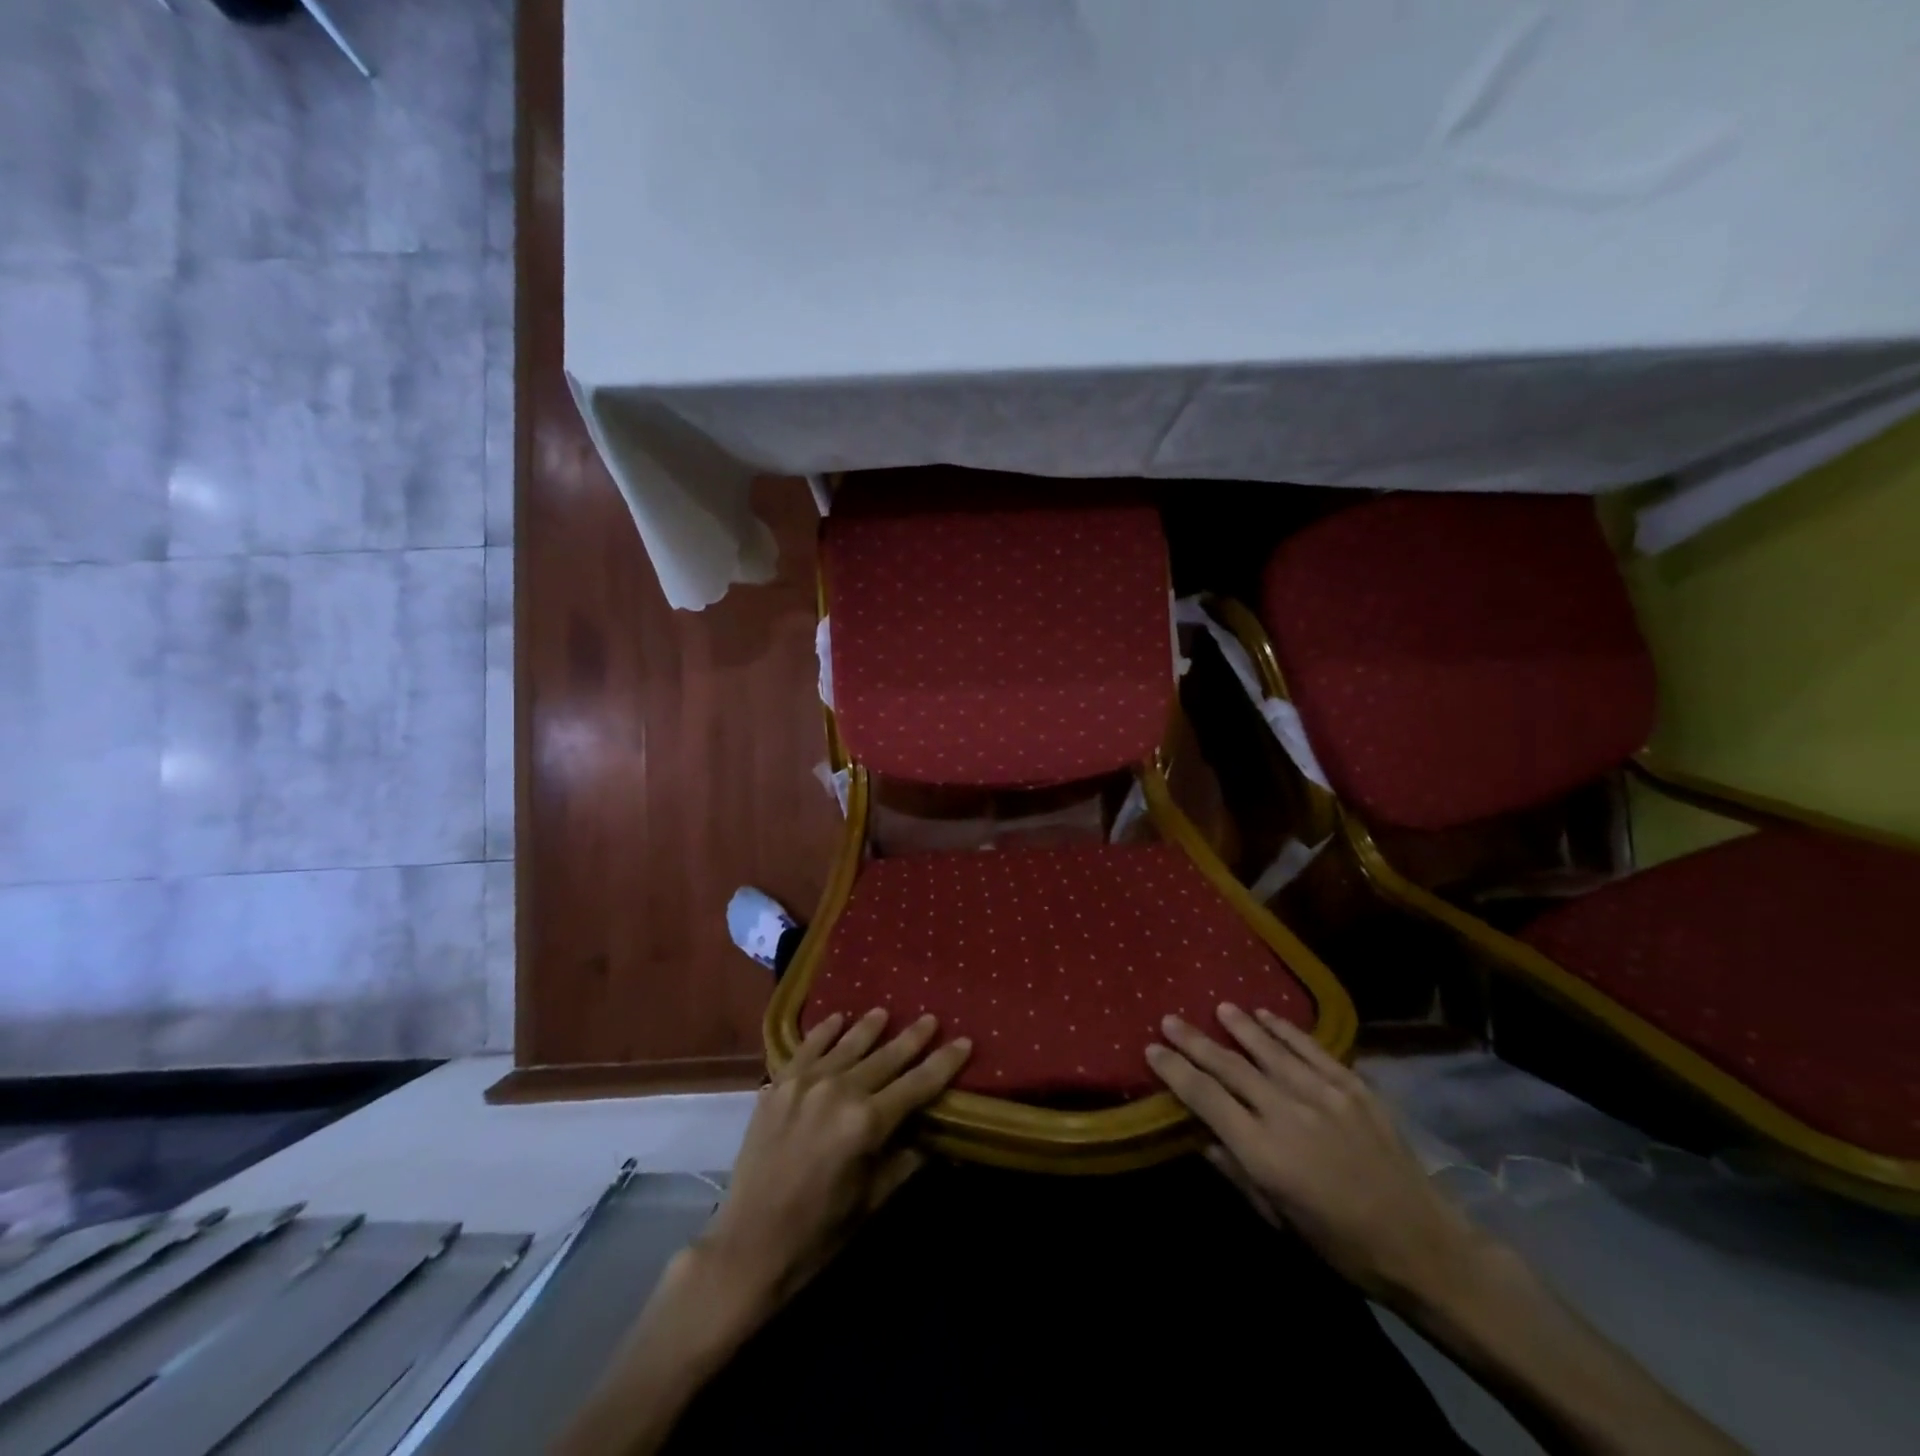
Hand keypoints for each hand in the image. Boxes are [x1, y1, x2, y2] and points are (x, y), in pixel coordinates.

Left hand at [700, 1009, 971, 1312]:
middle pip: (886, 1057)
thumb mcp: (873, 1200)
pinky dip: (824, 1031)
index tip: (964, 1041)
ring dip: (870, 1027)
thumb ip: (906, 1160)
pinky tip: (838, 1018)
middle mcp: (839, 1091)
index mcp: (867, 1123)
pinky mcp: (778, 1085)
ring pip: (847, 1045)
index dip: (944, 1062)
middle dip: (912, 1038)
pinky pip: (807, 1048)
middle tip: (931, 1018)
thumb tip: (935, 1136)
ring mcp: (805, 1083)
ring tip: (886, 1012)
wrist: (749, 1246)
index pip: (917, 1084)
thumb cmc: (819, 1233)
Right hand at [1147, 1003, 1483, 1305]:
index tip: (1152, 1050)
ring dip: (1239, 1025)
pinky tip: (1266, 1015)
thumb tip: (1201, 1135)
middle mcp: (1288, 1113)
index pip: (1205, 1097)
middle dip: (1194, 1041)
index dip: (1175, 1071)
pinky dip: (1285, 1030)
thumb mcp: (1279, 1221)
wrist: (1425, 1247)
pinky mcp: (1354, 1087)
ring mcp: (1324, 1095)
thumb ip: (1237, 1172)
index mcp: (1264, 1151)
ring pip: (1269, 1048)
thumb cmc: (1343, 1246)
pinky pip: (1311, 1048)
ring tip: (1217, 1007)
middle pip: (1230, 1066)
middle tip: (1169, 1018)